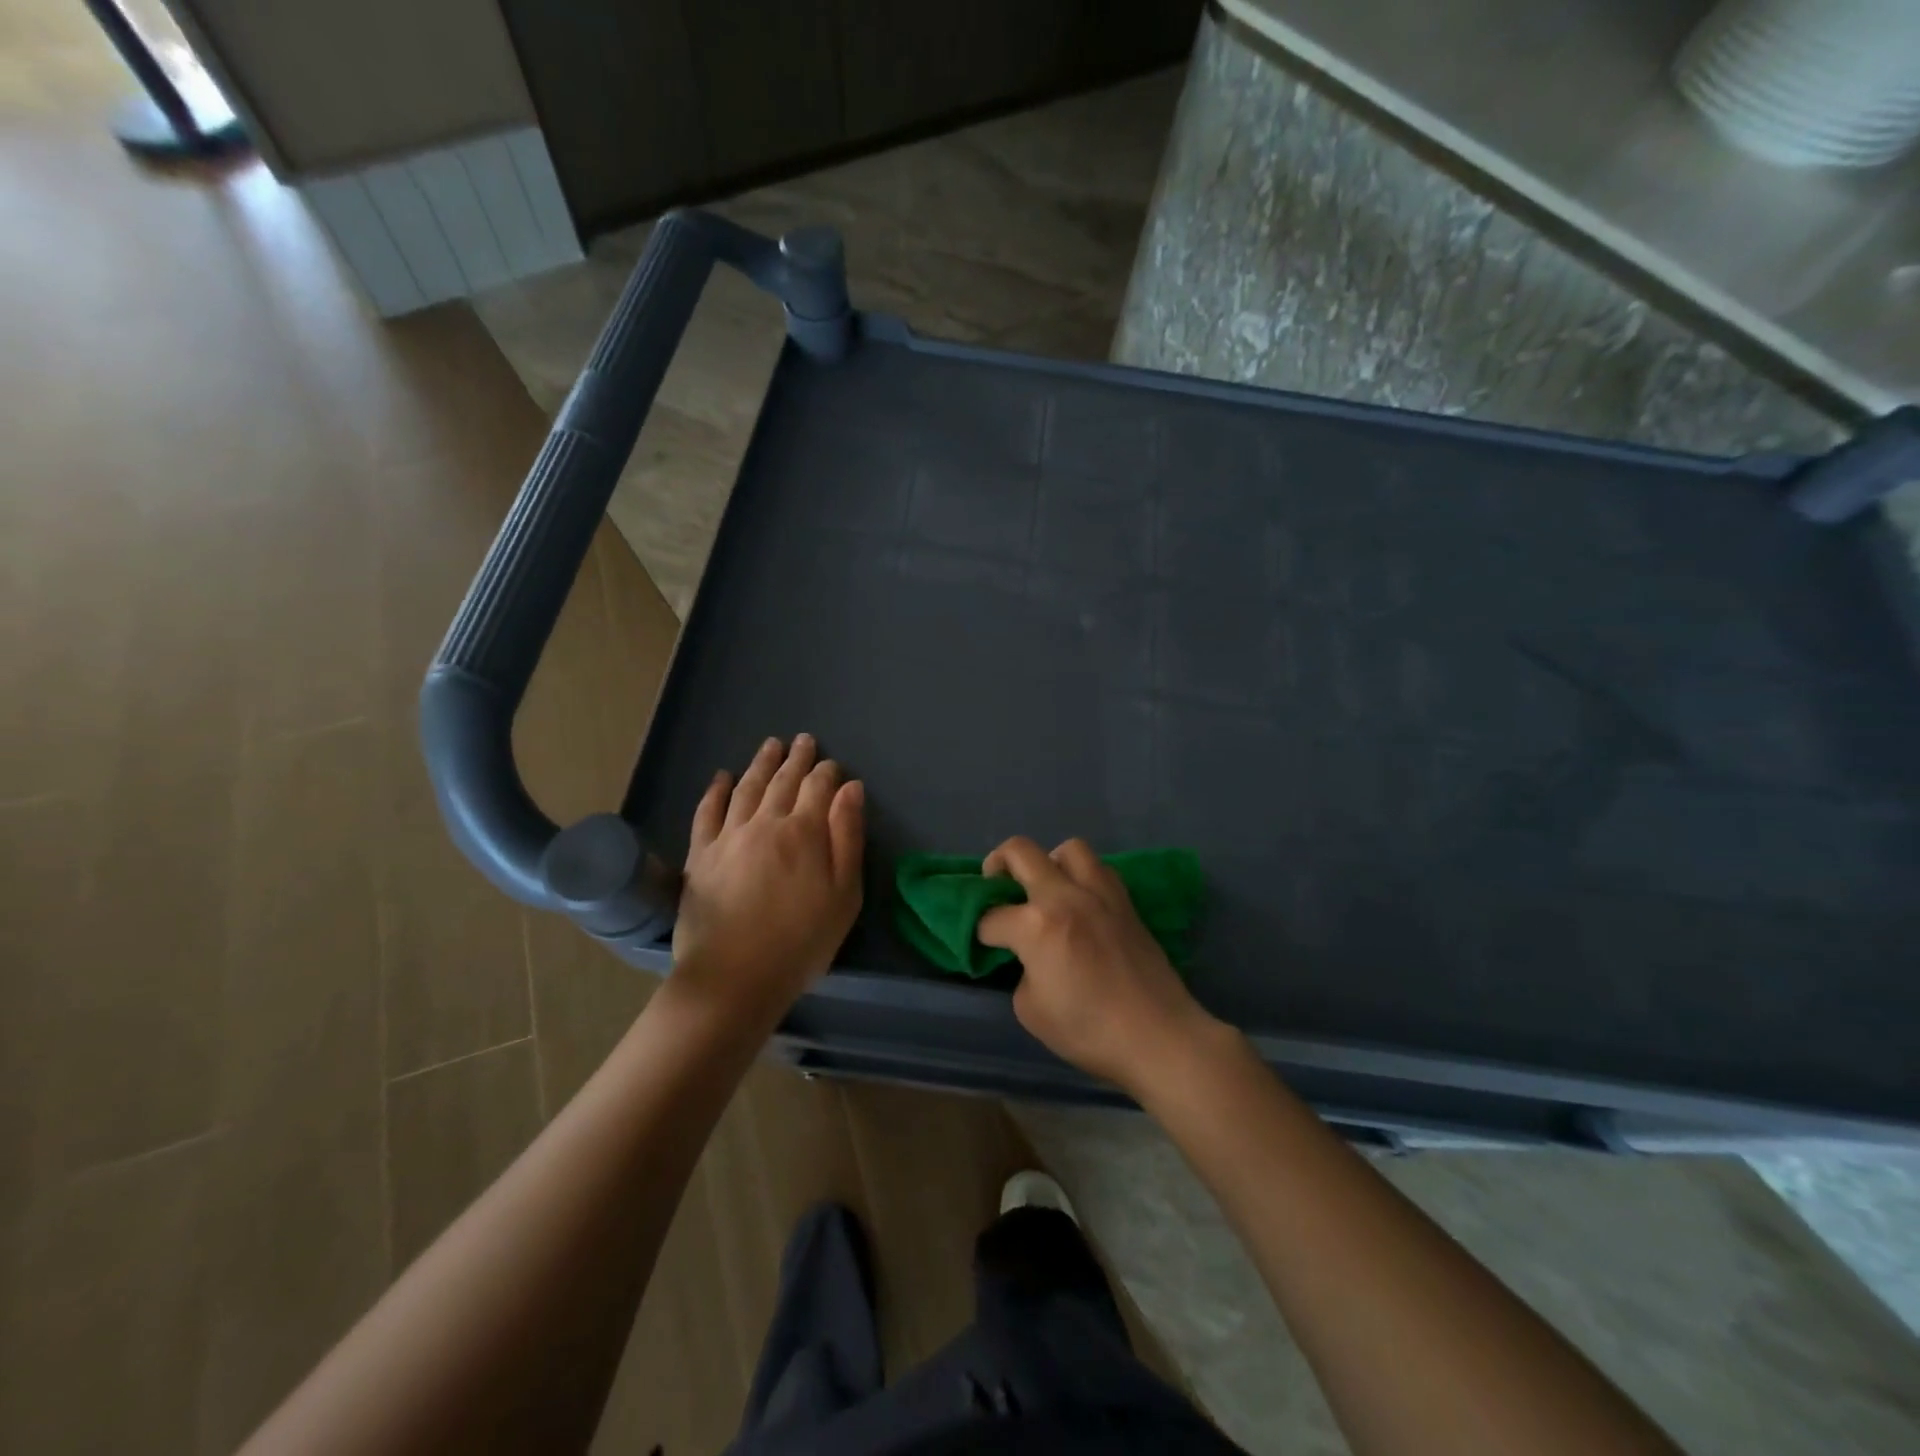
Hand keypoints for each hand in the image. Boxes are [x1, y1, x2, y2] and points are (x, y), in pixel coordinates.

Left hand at [671, 735, 864, 1025]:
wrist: (735, 976)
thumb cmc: (802, 940)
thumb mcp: (844, 894)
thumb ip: (848, 837)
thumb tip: (851, 789)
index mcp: (805, 832)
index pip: (818, 787)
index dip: (827, 772)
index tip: (832, 765)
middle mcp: (766, 823)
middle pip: (783, 781)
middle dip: (796, 759)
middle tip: (802, 741)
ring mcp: (729, 836)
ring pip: (747, 788)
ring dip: (761, 764)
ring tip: (770, 745)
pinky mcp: (700, 854)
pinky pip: (707, 812)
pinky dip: (716, 790)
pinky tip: (722, 777)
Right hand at [977, 836, 1219, 1092]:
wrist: (1158, 1036)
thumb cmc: (1089, 1031)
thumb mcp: (1031, 1011)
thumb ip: (1022, 972)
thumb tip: (1030, 958)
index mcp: (1036, 925)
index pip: (992, 917)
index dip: (980, 932)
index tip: (984, 945)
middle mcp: (1065, 896)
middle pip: (1019, 852)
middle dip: (996, 865)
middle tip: (996, 889)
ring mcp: (1100, 894)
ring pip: (1067, 848)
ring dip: (1047, 862)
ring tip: (1045, 890)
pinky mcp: (1126, 902)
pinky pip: (1098, 869)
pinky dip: (1081, 876)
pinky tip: (1079, 903)